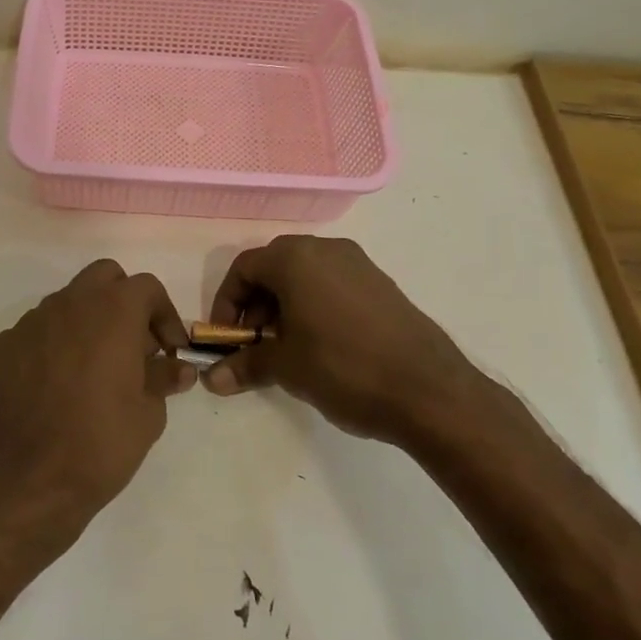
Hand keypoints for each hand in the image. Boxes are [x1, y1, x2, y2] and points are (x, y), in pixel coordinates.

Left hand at [0, 259, 193, 539]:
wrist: (25, 483)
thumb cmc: (99, 445)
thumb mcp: (148, 415)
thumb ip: (163, 378)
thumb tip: (178, 367)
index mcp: (112, 311)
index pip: (147, 288)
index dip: (164, 315)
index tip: (169, 350)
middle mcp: (69, 303)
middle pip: (103, 277)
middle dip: (124, 301)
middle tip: (133, 345)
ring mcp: (29, 323)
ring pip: (66, 302)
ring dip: (86, 322)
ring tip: (93, 369)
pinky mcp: (1, 347)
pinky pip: (35, 333)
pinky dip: (52, 346)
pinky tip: (54, 386)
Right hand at [203, 236, 472, 444]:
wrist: (429, 390)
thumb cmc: (343, 368)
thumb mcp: (286, 367)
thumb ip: (245, 365)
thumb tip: (212, 380)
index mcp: (296, 258)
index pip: (244, 268)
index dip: (227, 303)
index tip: (226, 339)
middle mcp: (326, 249)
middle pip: (274, 267)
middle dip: (256, 305)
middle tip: (255, 344)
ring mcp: (358, 264)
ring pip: (305, 276)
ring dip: (285, 307)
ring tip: (287, 349)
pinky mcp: (381, 284)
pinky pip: (333, 285)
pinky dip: (315, 307)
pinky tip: (322, 346)